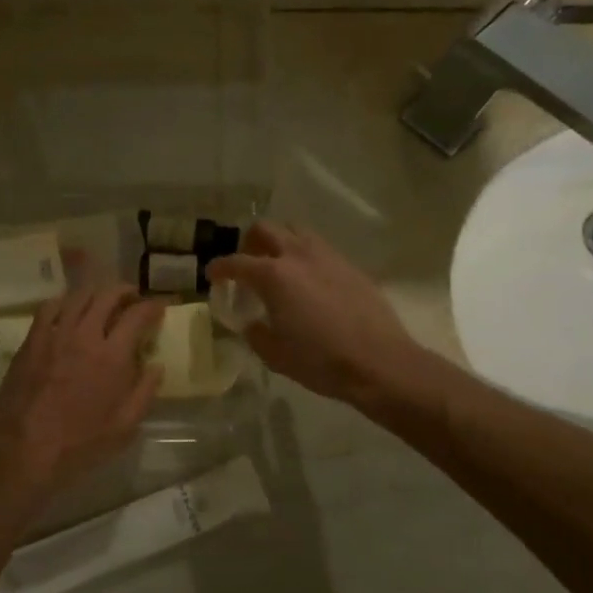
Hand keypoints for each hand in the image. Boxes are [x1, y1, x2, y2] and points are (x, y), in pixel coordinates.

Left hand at [0, 285, 165, 506]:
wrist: (23, 451)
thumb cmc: (79, 445)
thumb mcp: (124, 427)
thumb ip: (144, 392)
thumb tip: (156, 366)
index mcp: (112, 356)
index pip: (137, 316)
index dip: (152, 307)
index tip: (159, 307)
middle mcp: (84, 336)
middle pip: (107, 296)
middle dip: (125, 291)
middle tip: (132, 298)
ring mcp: (54, 335)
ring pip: (78, 297)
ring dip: (96, 293)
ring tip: (103, 300)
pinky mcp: (31, 341)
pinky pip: (48, 308)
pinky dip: (64, 302)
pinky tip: (69, 310)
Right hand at [205, 222, 416, 402]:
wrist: (380, 362)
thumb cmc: (321, 361)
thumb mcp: (276, 355)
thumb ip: (256, 333)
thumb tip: (252, 323)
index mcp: (273, 276)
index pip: (236, 262)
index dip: (219, 268)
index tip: (212, 275)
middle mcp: (298, 255)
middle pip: (265, 229)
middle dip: (249, 243)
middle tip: (247, 265)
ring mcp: (327, 256)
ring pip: (295, 231)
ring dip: (280, 242)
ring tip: (279, 267)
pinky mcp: (350, 265)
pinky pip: (319, 248)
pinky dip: (305, 255)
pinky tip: (309, 281)